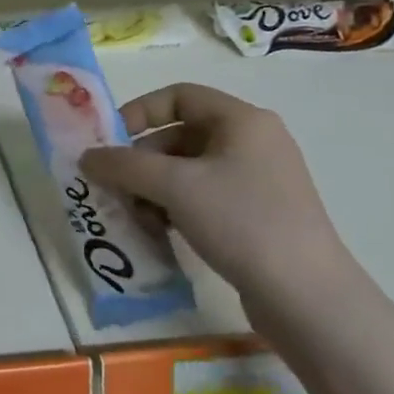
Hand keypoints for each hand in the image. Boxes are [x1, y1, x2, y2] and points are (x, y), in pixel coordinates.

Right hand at [78, 84, 359, 309]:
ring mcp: (258, 180)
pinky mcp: (258, 214)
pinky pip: (204, 196)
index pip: (178, 96)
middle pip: (179, 135)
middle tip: (116, 188)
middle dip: (141, 161)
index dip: (138, 112)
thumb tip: (87, 157)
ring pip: (188, 170)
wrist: (306, 297)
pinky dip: (176, 207)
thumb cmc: (241, 222)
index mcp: (242, 121)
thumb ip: (123, 165)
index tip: (110, 142)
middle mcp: (253, 142)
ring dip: (154, 188)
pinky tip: (161, 232)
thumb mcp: (173, 186)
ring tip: (138, 217)